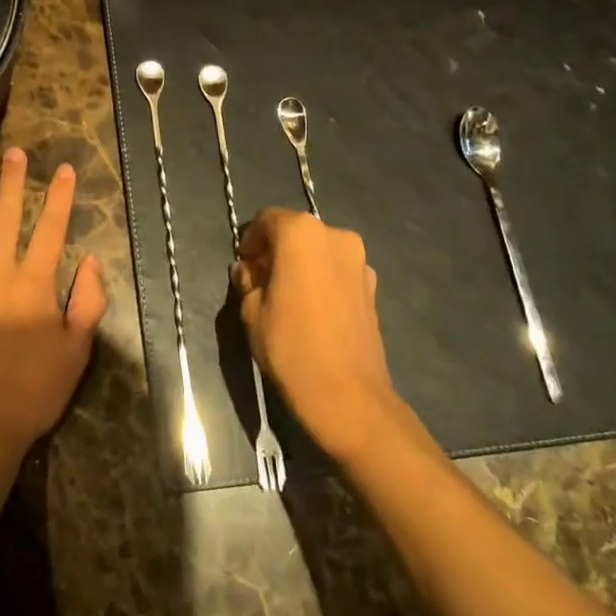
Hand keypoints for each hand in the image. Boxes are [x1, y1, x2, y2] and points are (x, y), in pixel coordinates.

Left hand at [0, 147, 107, 458]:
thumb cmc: (33, 391)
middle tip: (13, 153)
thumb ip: (88, 302)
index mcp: (34, 283)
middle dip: (12, 182)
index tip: (63, 169)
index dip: (59, 197)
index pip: (50, 228)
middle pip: (5, 217)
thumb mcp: (77, 351)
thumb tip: (91, 260)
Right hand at [233, 208, 406, 460]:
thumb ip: (248, 281)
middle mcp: (335, 236)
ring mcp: (359, 261)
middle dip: (276, 250)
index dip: (251, 238)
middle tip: (260, 279)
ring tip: (286, 296)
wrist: (348, 397)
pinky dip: (322, 279)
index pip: (268, 219)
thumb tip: (250, 271)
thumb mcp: (251, 311)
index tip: (243, 263)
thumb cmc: (291, 347)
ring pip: (320, 251)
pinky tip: (312, 310)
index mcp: (301, 233)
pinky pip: (338, 271)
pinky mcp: (373, 287)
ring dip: (301, 264)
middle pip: (297, 232)